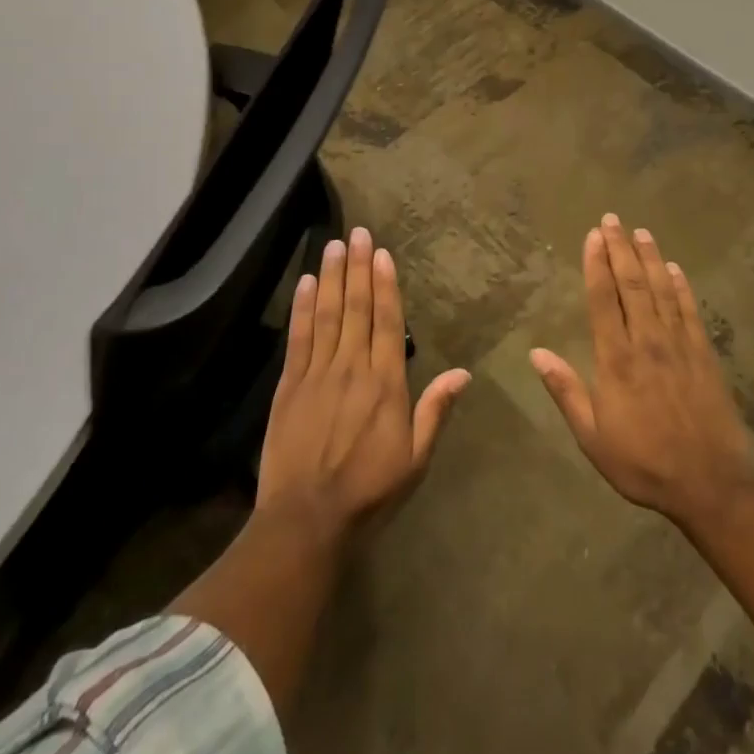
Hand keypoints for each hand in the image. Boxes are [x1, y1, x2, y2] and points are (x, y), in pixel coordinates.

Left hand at [256, 227, 470, 537]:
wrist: (307, 521)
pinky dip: (303, 307)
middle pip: (357, 307)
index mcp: (386, 383)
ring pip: (328, 314)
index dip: (386, 284)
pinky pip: (299, 337)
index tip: (382, 253)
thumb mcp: (415, 459)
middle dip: (358, 267)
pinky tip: (307, 282)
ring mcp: (318, 373)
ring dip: (332, 276)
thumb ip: (435, 411)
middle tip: (357, 232)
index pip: (388, 322)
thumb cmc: (369, 492)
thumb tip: (464, 373)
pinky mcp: (289, 385)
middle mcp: (352, 367)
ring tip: (333, 244)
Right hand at [531, 215, 753, 531]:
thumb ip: (566, 391)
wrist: (710, 486)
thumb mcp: (593, 437)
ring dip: (650, 258)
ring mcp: (679, 346)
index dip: (596, 264)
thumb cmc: (643, 463)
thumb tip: (536, 353)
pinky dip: (681, 287)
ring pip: (661, 291)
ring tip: (640, 231)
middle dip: (620, 249)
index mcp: (616, 360)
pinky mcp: (704, 355)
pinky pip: (690, 312)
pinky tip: (674, 269)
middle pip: (632, 285)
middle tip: (612, 219)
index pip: (603, 300)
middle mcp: (647, 342)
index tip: (592, 236)